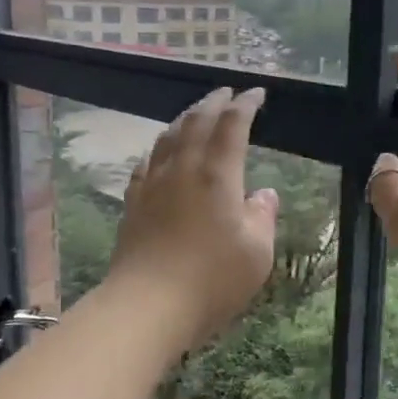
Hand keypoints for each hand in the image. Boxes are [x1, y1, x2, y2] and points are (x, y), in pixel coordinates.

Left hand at [105, 86, 278, 354]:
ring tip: (196, 113)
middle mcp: (183, 169)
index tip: (256, 94)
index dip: (245, 104)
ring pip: (168, 137)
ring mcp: (153, 184)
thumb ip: (263, 217)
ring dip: (185, 118)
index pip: (232, 125)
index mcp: (218, 174)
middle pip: (196, 122)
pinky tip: (161, 153)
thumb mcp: (257, 253)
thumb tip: (264, 194)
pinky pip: (147, 162)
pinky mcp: (133, 203)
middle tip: (226, 92)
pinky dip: (160, 147)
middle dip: (213, 102)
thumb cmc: (212, 280)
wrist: (147, 305)